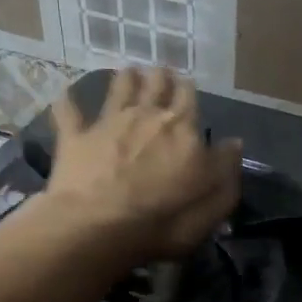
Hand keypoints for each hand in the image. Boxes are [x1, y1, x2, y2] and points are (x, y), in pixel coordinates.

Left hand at [45, 67, 241, 260]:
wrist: (96, 228)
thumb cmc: (162, 222)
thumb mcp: (211, 206)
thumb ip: (226, 172)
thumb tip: (235, 143)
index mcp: (182, 130)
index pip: (189, 97)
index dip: (188, 88)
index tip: (187, 84)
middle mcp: (146, 116)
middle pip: (155, 84)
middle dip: (160, 76)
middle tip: (160, 73)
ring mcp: (108, 123)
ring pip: (118, 88)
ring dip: (125, 78)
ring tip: (128, 72)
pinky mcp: (75, 137)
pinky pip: (69, 112)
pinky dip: (68, 102)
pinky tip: (66, 95)